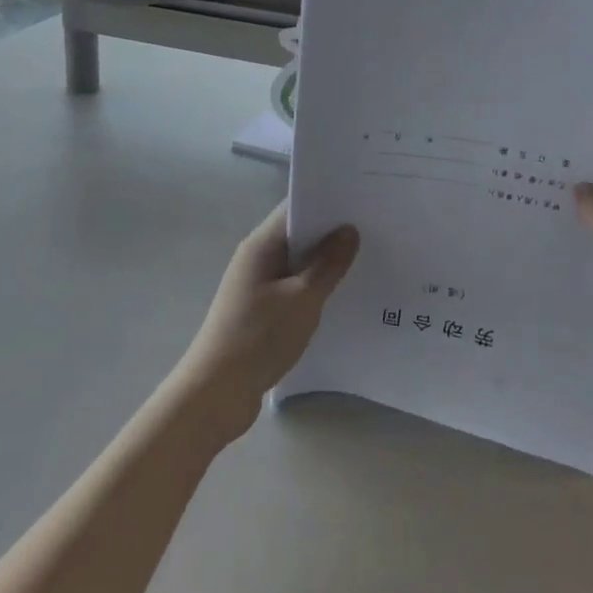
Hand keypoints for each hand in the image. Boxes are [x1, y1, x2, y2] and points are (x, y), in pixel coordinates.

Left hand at [172, 204, 359, 444]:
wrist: (216, 393)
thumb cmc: (258, 337)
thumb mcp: (302, 299)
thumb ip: (327, 264)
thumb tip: (349, 230)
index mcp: (261, 245)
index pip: (296, 207)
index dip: (328, 201)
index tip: (363, 199)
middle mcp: (257, 258)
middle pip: (298, 234)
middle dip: (332, 232)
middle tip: (376, 229)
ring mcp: (257, 285)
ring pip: (298, 263)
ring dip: (325, 262)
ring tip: (368, 260)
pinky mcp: (261, 311)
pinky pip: (294, 288)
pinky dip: (315, 287)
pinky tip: (342, 296)